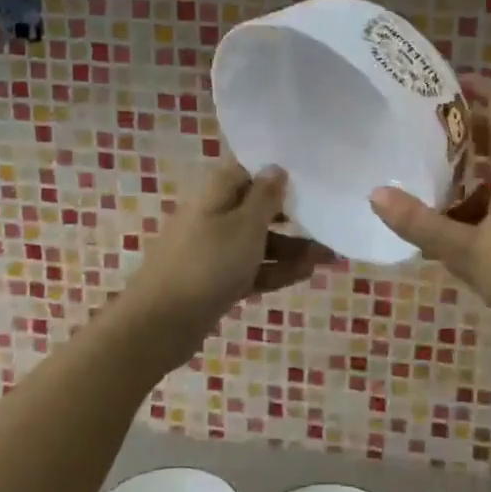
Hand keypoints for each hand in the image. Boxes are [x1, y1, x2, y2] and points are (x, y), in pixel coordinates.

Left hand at [127, 160, 333, 347]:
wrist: (161, 324)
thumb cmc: (208, 264)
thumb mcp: (245, 226)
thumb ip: (265, 197)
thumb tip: (276, 167)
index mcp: (215, 194)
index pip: (247, 170)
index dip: (276, 171)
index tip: (309, 175)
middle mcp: (213, 216)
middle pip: (256, 207)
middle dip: (292, 215)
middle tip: (326, 219)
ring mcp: (213, 250)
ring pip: (258, 241)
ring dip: (291, 247)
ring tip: (328, 255)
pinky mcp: (216, 280)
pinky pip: (251, 268)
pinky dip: (276, 270)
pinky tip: (307, 273)